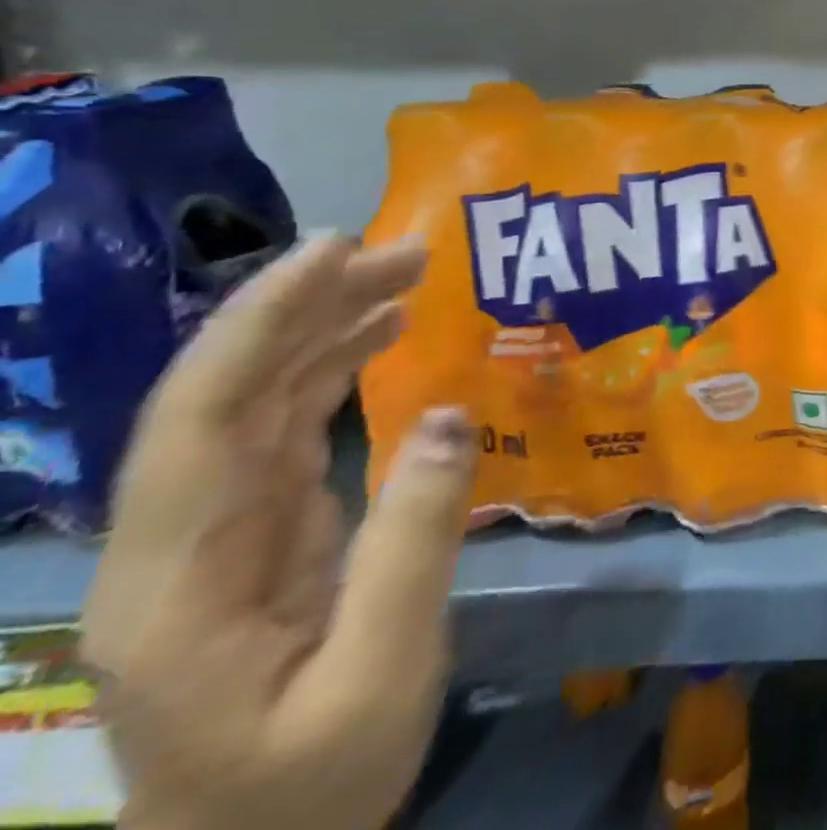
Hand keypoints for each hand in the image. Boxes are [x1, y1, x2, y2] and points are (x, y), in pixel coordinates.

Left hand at [80, 235, 477, 829]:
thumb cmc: (310, 784)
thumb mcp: (380, 673)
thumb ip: (411, 543)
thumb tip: (450, 416)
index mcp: (177, 580)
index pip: (202, 419)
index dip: (258, 324)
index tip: (333, 252)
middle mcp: (178, 538)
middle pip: (226, 393)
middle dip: (304, 306)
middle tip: (402, 250)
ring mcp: (217, 531)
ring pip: (258, 399)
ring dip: (323, 326)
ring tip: (404, 273)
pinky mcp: (259, 529)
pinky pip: (288, 424)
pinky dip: (333, 366)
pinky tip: (380, 334)